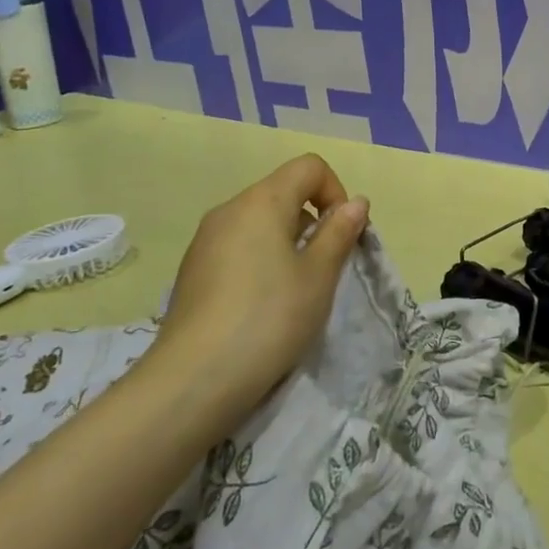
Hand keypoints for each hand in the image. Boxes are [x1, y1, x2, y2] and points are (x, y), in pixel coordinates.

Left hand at [146, 154, 369, 420]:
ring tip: (295, 290)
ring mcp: (205, 240)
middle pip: (283, 192)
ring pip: (260, 221)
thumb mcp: (319, 275)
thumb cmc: (269, 318)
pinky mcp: (193, 271)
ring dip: (287, 242)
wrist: (193, 381)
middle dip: (313, 220)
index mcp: (262, 201)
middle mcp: (229, 210)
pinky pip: (238, 246)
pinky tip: (261, 304)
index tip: (341, 235)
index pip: (309, 167)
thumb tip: (355, 202)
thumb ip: (339, 232)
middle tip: (324, 267)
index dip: (335, 192)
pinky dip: (260, 260)